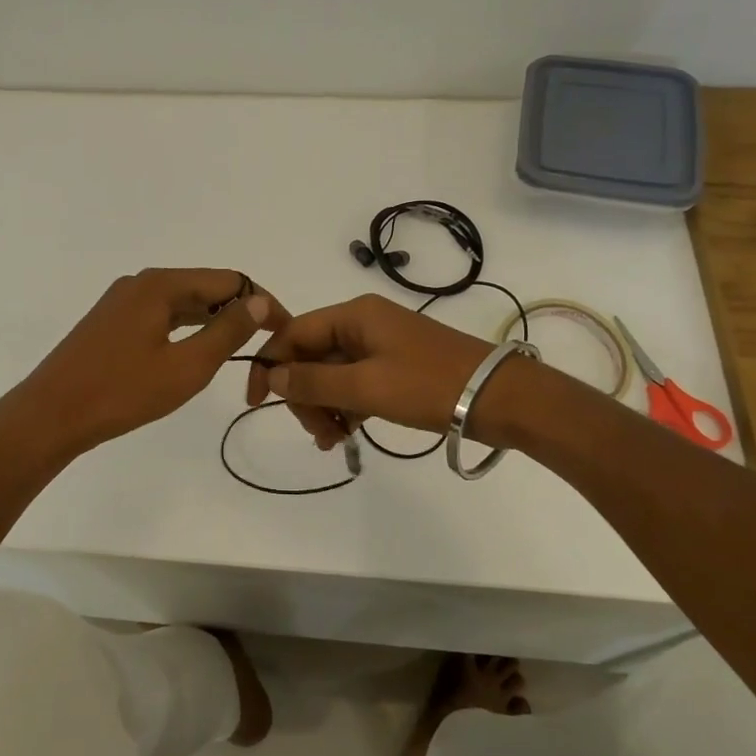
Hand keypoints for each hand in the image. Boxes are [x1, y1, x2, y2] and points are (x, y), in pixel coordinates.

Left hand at [14, 269, 286, 459]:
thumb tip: (258, 302)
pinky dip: (186, 330)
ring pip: (183, 303)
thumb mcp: (186, 367)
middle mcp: (141, 283)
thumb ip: (227, 332)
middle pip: (206, 288)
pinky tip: (194, 353)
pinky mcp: (111, 322)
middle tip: (263, 348)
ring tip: (237, 353)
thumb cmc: (121, 393)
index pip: (230, 281)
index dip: (262, 304)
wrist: (50, 415)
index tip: (283, 333)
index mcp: (161, 285)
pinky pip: (161, 316)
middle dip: (238, 314)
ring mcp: (122, 301)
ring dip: (213, 323)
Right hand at [245, 294, 498, 449]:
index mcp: (353, 315)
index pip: (293, 334)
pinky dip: (346, 407)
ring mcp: (380, 345)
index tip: (257, 403)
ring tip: (334, 441)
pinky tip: (347, 434)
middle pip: (311, 357)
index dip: (270, 366)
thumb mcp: (366, 386)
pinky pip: (355, 384)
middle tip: (318, 434)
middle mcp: (362, 323)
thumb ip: (313, 382)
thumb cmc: (429, 385)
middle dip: (304, 395)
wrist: (499, 397)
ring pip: (331, 374)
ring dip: (324, 406)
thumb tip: (272, 377)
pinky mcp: (395, 367)